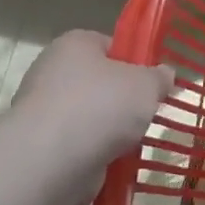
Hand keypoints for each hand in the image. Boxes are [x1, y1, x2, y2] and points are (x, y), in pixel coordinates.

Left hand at [10, 31, 173, 204]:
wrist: (53, 159)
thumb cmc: (102, 105)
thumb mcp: (147, 84)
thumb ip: (159, 77)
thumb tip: (164, 74)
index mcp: (74, 44)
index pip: (109, 45)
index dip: (134, 61)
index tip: (153, 81)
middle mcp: (52, 72)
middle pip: (99, 81)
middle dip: (123, 98)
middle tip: (148, 111)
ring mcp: (43, 110)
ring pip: (90, 115)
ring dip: (111, 128)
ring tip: (135, 140)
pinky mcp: (41, 144)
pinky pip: (79, 143)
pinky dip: (97, 151)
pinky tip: (115, 159)